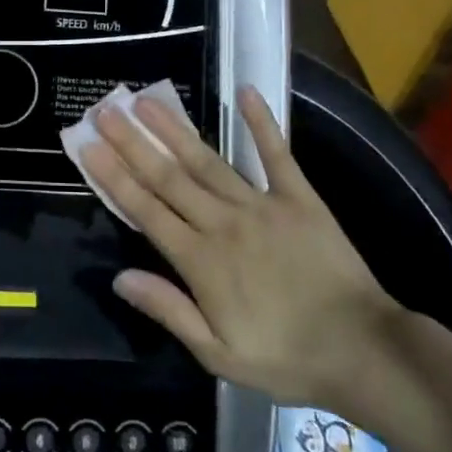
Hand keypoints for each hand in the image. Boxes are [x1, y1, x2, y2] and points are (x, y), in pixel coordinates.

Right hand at [82, 87, 401, 407]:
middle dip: (132, 142)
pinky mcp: (299, 198)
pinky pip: (277, 155)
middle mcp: (223, 222)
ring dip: (174, 130)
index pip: (146, 210)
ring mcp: (261, 205)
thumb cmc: (285, 358)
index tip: (88, 146)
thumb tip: (119, 277)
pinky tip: (246, 93)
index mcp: (200, 260)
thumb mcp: (218, 354)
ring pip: (208, 160)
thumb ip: (169, 310)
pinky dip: (262, 124)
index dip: (113, 176)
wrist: (363, 351)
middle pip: (168, 177)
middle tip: (106, 110)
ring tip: (147, 101)